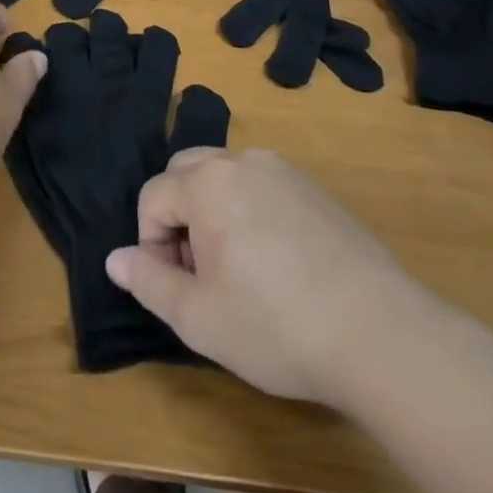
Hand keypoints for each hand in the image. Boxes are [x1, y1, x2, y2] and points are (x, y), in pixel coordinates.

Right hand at [105, 148, 443, 408]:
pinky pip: (262, 186)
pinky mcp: (314, 189)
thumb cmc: (275, 325)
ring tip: (236, 271)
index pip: (153, 196)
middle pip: (186, 172)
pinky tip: (276, 264)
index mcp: (206, 182)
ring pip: (225, 176)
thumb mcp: (200, 318)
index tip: (174, 288)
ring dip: (214, 212)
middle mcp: (241, 160)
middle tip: (200, 273)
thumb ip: (149, 281)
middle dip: (178, 216)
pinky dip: (250, 211)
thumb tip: (115, 258)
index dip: (151, 243)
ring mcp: (282, 170)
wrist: (377, 331)